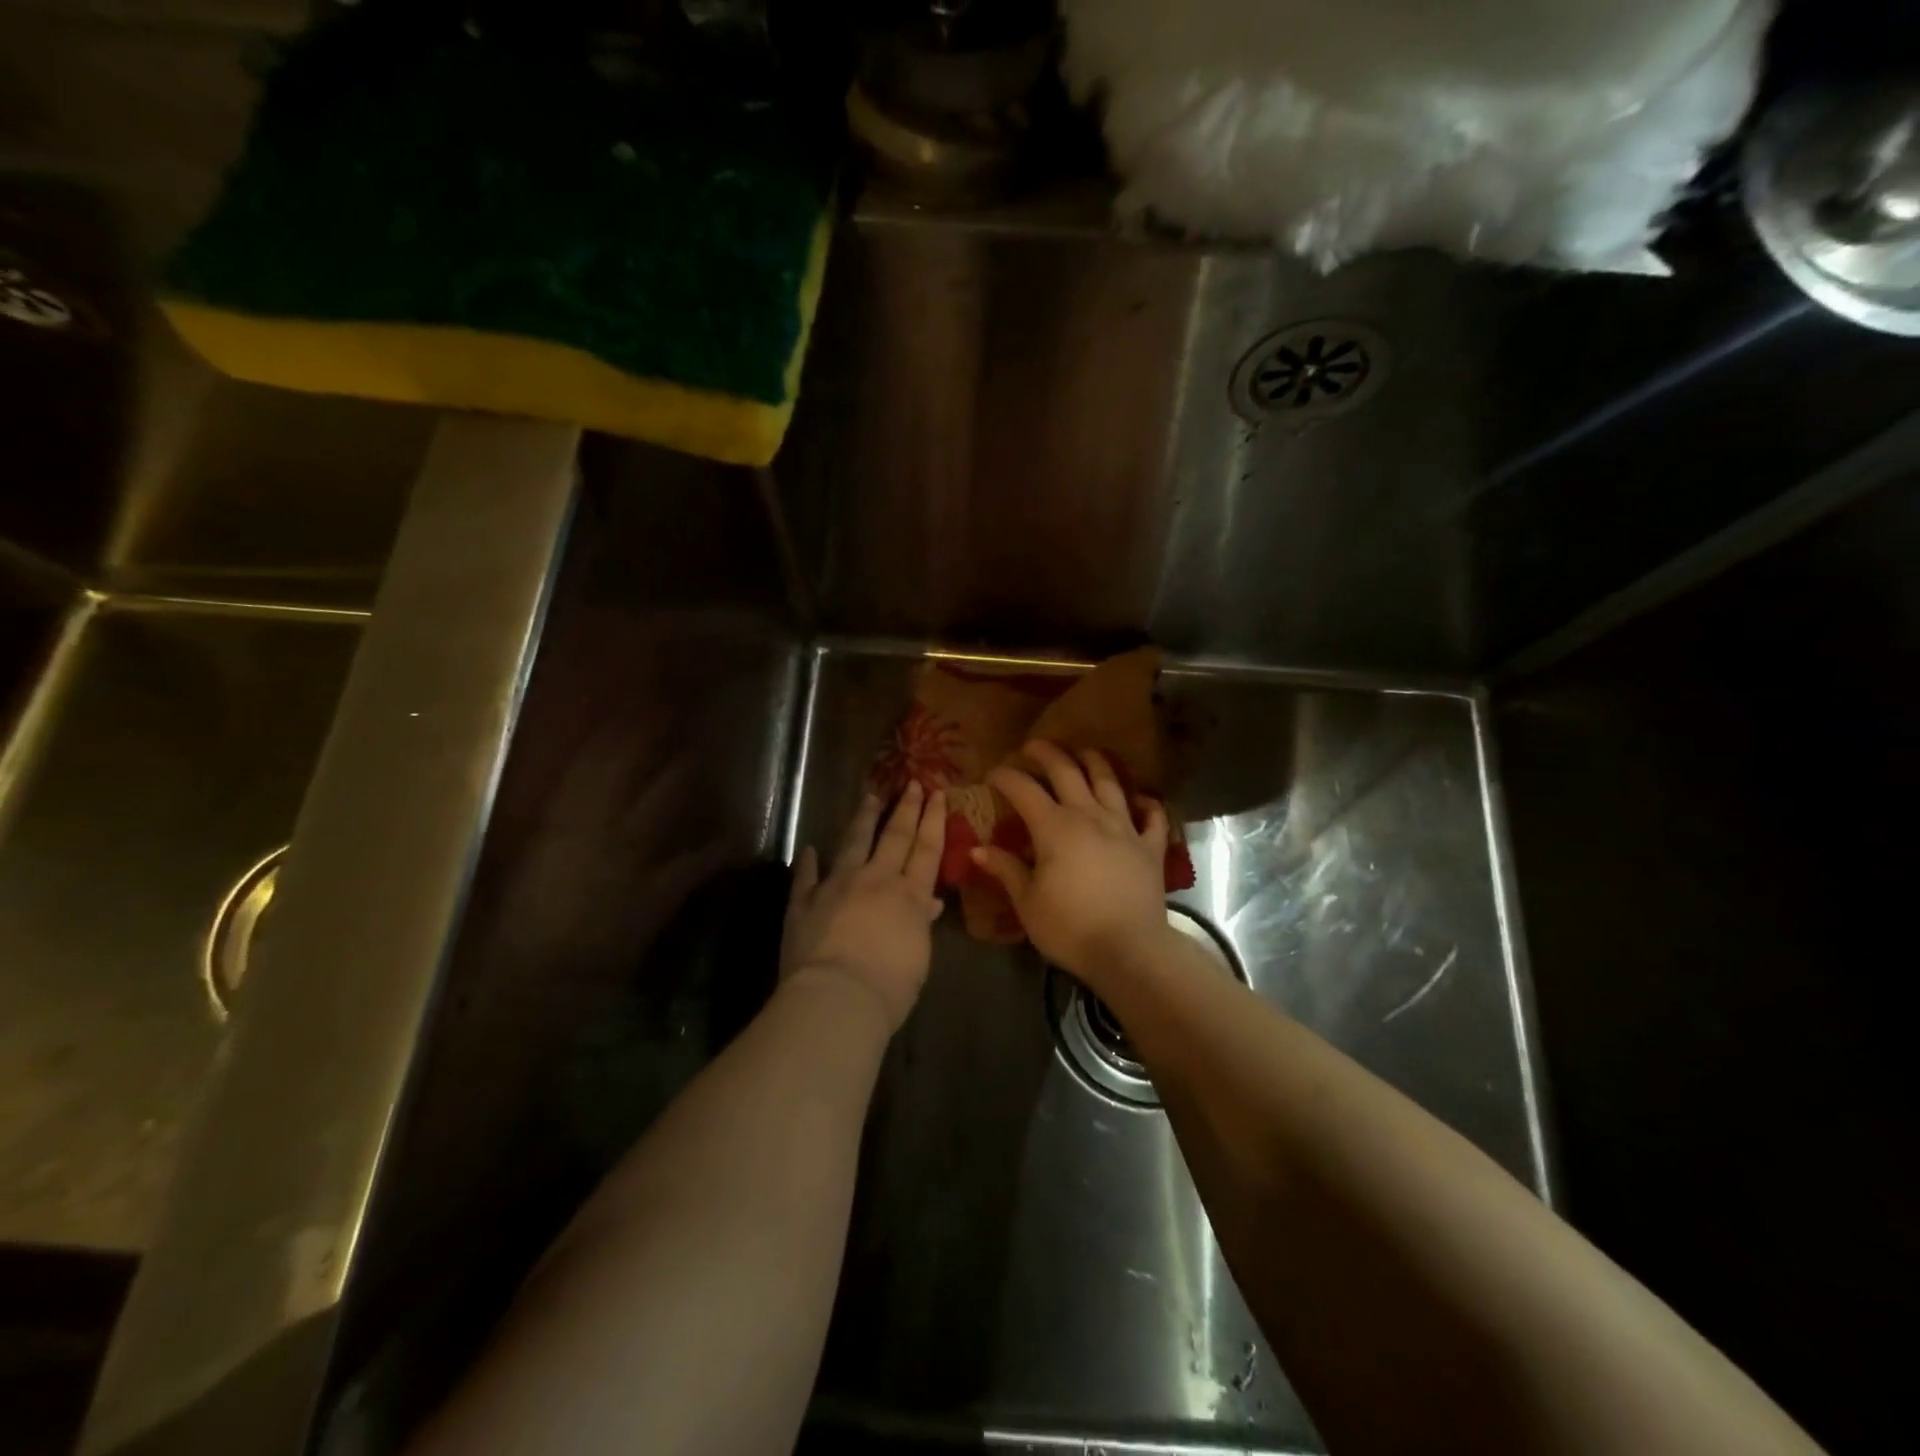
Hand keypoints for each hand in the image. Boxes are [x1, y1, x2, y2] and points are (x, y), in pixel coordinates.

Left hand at [782, 783, 946, 1032]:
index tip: (937, 793)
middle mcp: (876, 880)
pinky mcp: (804, 902)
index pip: (926, 849)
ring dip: (863, 819)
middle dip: (906, 808)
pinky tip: (809, 849)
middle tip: (912, 783)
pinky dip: (808, 863)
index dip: (933, 820)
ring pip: (853, 843)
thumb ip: (921, 923)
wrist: (838, 997)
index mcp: (909, 895)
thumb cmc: (890, 986)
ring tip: (870, 797)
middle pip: (894, 836)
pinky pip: (806, 877)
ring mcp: (837, 886)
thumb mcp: (919, 956)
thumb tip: (930, 903)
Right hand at [973, 741, 1171, 985]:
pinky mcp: (1151, 847)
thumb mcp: (1028, 902)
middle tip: (1033, 746)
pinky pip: (1152, 816)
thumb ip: (1006, 870)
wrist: (1130, 951)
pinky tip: (1140, 799)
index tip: (992, 773)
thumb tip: (978, 850)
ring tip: (1084, 753)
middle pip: (1067, 772)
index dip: (1006, 777)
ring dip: (1095, 762)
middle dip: (1047, 754)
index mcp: (1055, 827)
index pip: (1024, 790)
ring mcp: (1125, 828)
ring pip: (1110, 782)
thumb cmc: (1070, 928)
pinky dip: (1146, 803)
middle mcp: (1090, 816)